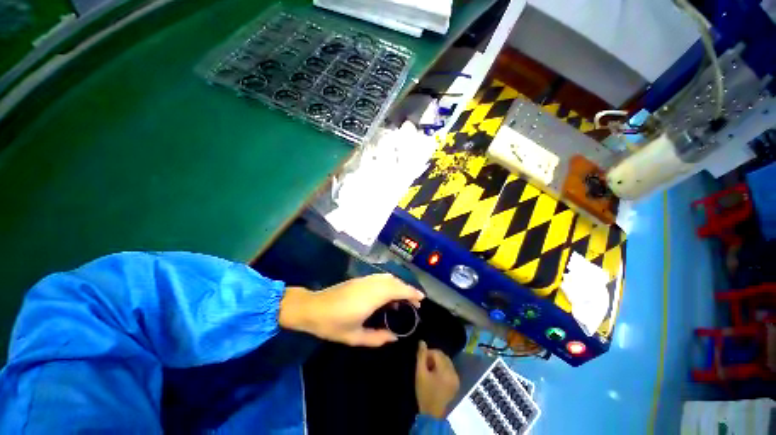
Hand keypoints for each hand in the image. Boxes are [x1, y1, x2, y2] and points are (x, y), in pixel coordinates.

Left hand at [279, 274, 423, 346]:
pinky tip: (388, 295)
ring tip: (403, 299)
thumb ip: (377, 338)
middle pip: (395, 281)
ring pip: (388, 278)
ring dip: (399, 286)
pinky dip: (389, 284)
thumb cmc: (333, 324)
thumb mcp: (355, 337)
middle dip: (407, 289)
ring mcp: (365, 280)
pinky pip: (380, 278)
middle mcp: (371, 284)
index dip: (411, 292)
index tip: (421, 299)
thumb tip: (394, 337)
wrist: (312, 308)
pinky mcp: (360, 279)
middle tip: (415, 302)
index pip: (398, 289)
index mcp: (372, 297)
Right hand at [415, 340, 459, 417]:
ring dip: (438, 362)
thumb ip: (421, 356)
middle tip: (425, 365)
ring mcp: (456, 378)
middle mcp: (453, 372)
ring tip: (430, 371)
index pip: (437, 352)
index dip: (428, 354)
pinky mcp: (456, 383)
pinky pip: (449, 369)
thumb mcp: (420, 373)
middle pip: (443, 356)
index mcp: (445, 370)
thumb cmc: (425, 393)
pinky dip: (443, 368)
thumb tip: (422, 342)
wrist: (432, 414)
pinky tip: (436, 376)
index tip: (421, 361)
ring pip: (446, 362)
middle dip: (433, 357)